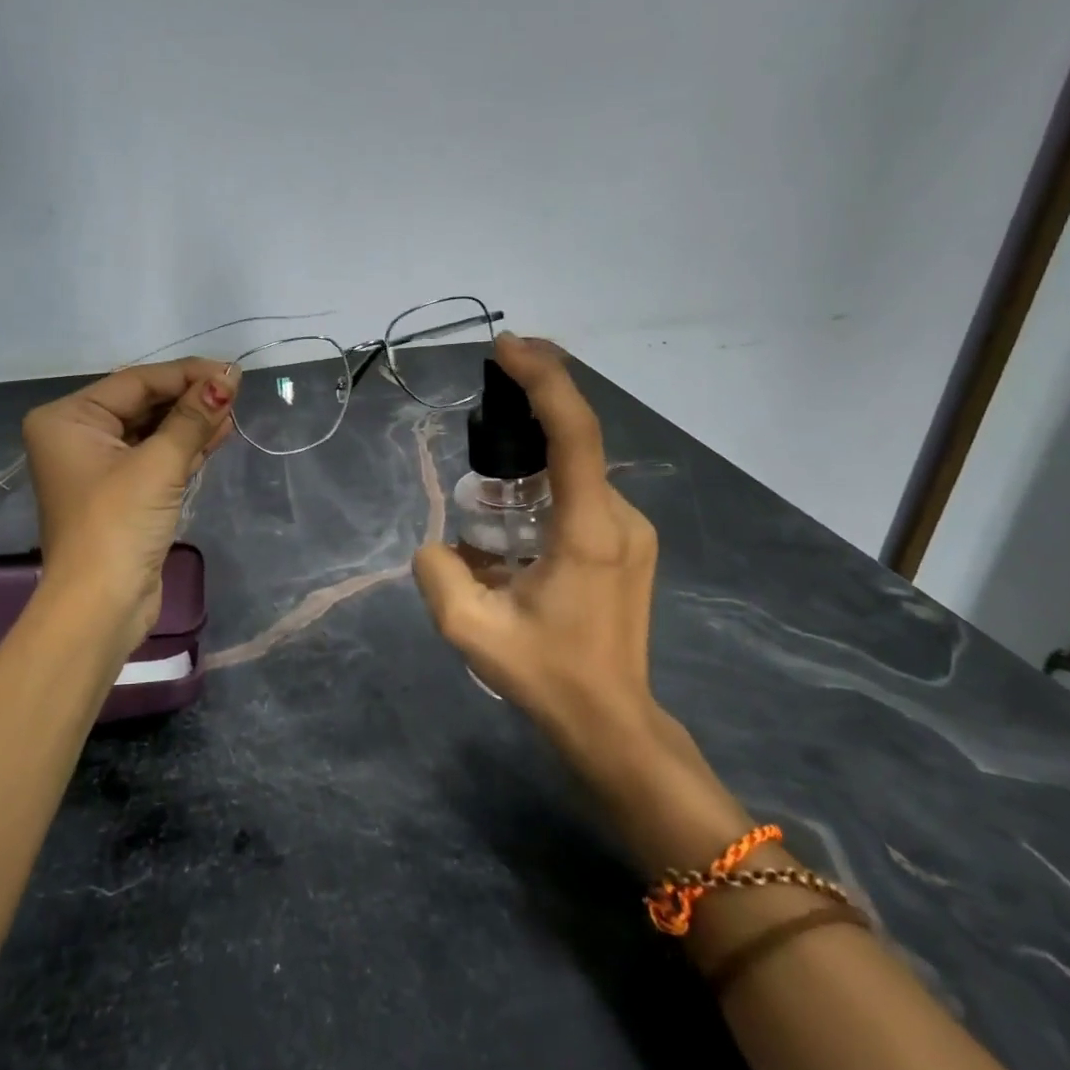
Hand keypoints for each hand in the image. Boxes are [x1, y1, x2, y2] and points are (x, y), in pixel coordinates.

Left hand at [22, 359, 237, 654]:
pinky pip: (155, 457)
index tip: (231, 372)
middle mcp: (77, 436)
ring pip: (152, 431)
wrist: (101, 605)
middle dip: (189, 399)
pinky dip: (185, 447)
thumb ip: (193, 418)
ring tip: (233, 409)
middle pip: (143, 404)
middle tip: (235, 390)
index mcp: (68, 419)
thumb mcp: (159, 464)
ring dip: (192, 422)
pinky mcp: (122, 493)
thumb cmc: (119, 524)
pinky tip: (219, 432)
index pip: (136, 382)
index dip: (186, 375)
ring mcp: (99, 467)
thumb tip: (228, 377)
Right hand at [412, 335, 742, 868]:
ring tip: (488, 479)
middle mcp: (620, 517)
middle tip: (486, 394)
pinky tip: (515, 516)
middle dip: (533, 405)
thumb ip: (438, 572)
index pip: (574, 432)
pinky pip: (581, 492)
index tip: (507, 347)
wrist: (613, 722)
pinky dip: (547, 482)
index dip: (543, 379)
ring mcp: (631, 529)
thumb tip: (441, 544)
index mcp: (589, 530)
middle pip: (577, 438)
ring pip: (577, 468)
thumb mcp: (470, 631)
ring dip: (534, 453)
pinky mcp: (629, 543)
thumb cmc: (548, 676)